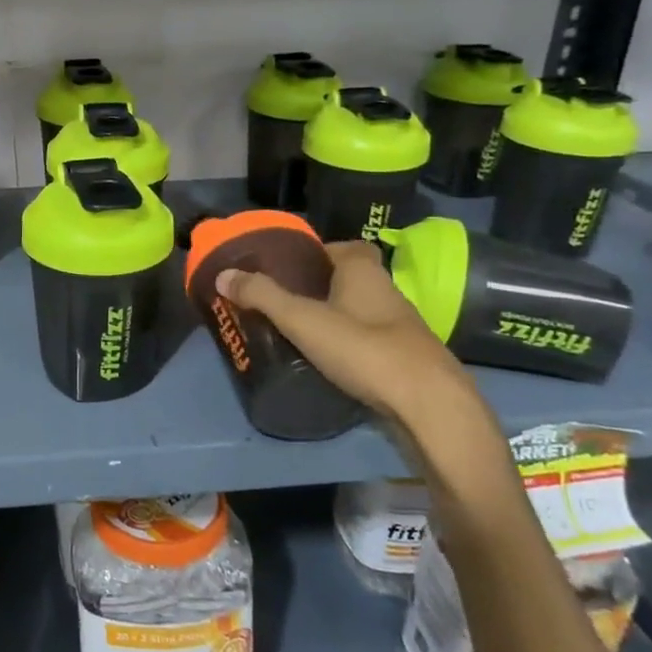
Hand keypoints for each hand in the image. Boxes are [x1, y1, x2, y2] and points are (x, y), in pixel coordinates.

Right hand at [216, 241, 506, 490]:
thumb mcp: (303, 320)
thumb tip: (222, 275)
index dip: (316, 252)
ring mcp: (400, 326)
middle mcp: (386, 290)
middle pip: (349, 278)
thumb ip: (262, 296)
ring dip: (334, 317)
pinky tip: (327, 361)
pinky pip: (370, 340)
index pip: (341, 246)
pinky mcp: (406, 358)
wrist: (429, 406)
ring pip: (359, 310)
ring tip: (297, 331)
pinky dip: (349, 345)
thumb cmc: (364, 349)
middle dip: (319, 286)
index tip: (287, 267)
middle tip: (283, 300)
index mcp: (363, 270)